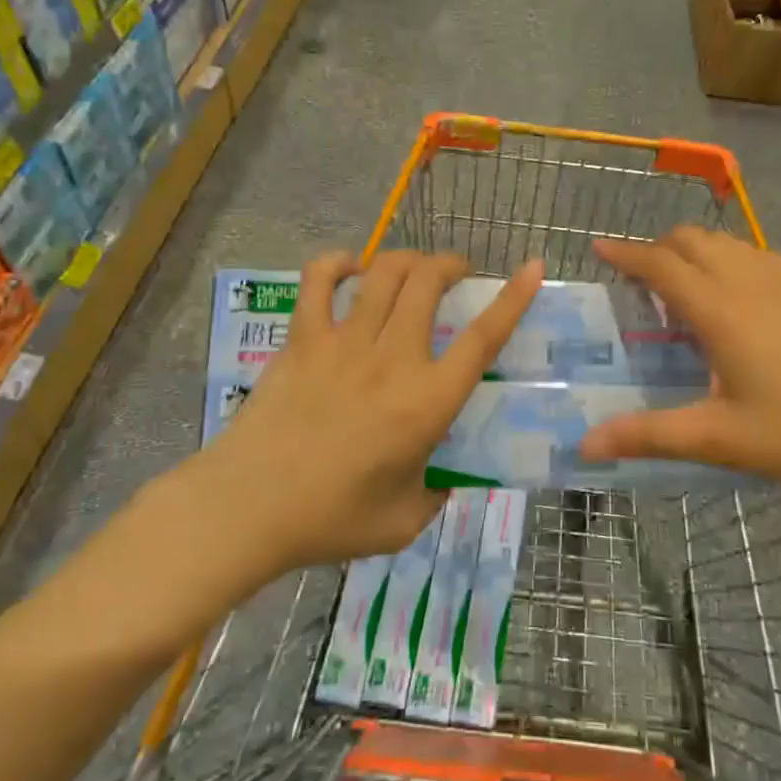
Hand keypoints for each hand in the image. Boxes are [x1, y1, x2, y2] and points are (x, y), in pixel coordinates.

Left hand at [206, 249, 541, 574]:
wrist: (247, 509)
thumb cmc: (331, 519)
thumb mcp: (405, 520)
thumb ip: (437, 493)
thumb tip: (446, 475)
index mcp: (426, 402)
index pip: (482, 339)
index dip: (513, 299)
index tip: (533, 267)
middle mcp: (392, 359)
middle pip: (429, 283)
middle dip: (452, 265)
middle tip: (459, 275)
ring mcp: (343, 342)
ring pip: (384, 272)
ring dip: (408, 260)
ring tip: (415, 269)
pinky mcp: (302, 338)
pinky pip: (319, 280)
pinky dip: (338, 263)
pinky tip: (349, 269)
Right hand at [579, 227, 780, 501]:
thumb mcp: (721, 439)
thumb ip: (649, 435)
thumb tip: (584, 446)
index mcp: (721, 310)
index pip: (661, 264)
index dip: (625, 253)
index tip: (597, 246)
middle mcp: (750, 282)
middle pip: (693, 240)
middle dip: (657, 247)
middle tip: (637, 278)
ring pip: (728, 243)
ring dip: (694, 251)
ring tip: (681, 286)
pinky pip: (756, 257)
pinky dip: (728, 260)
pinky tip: (736, 299)